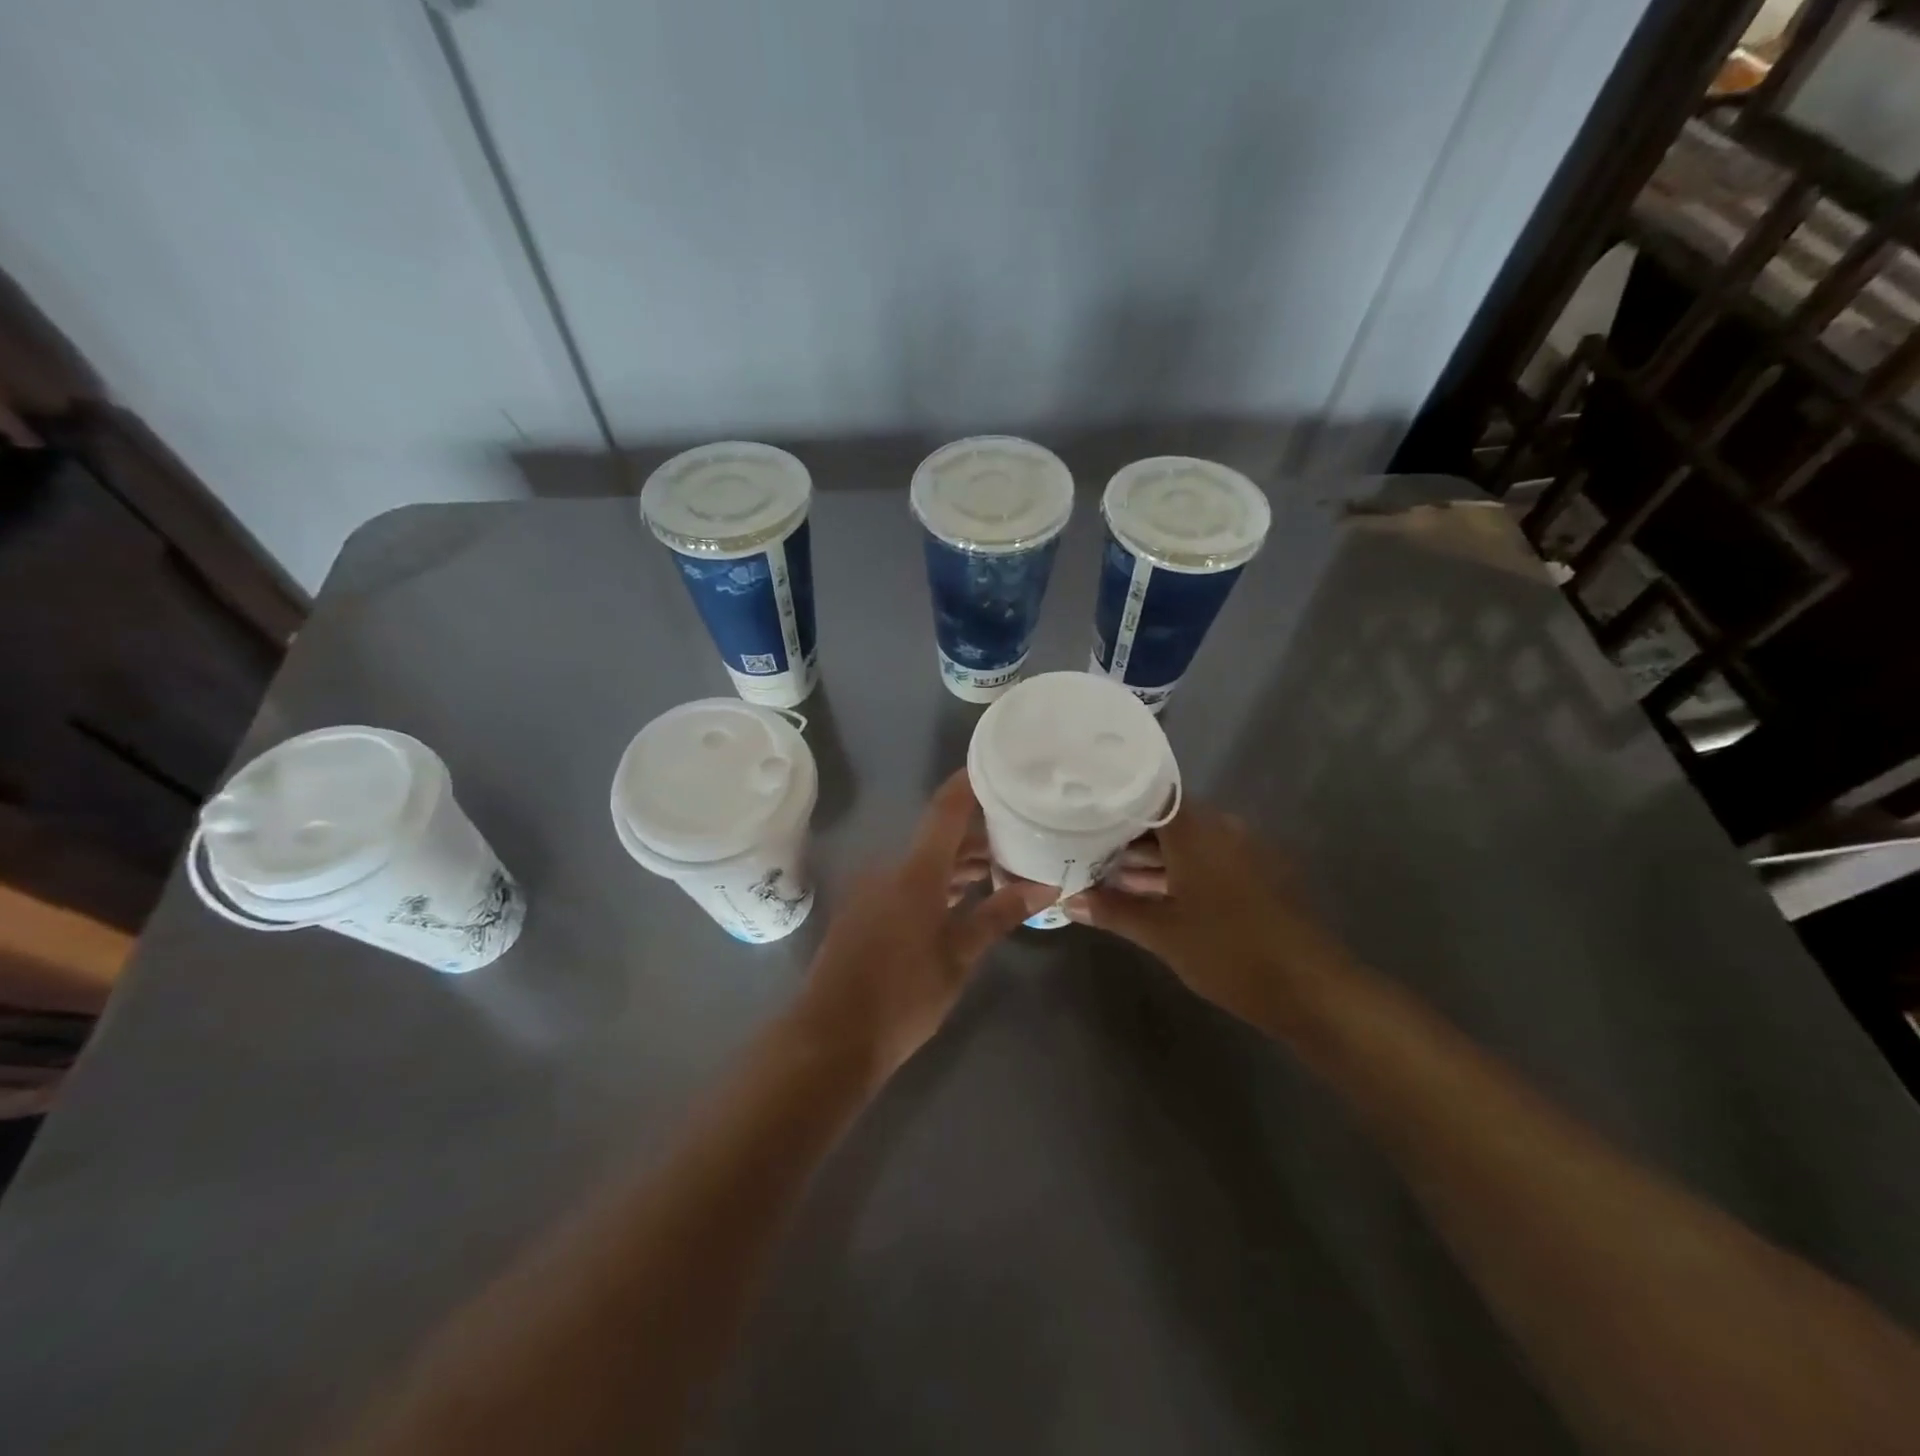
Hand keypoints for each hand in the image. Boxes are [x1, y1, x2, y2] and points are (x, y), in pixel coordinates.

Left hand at [794, 771, 1053, 1082]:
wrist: (832, 1038)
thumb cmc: (903, 995)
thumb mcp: (959, 956)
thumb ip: (999, 914)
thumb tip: (1045, 886)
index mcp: (916, 870)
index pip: (947, 808)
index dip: (971, 782)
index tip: (1002, 766)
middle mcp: (891, 867)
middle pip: (939, 834)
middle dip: (979, 831)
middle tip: (1022, 831)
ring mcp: (873, 888)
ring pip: (925, 860)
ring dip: (959, 860)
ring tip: (1003, 865)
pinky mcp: (865, 910)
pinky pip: (907, 880)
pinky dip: (938, 881)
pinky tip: (965, 896)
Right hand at [1064, 803, 1353, 1031]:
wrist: (1311, 989)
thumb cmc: (1229, 952)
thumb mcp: (1162, 933)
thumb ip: (1114, 910)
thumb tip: (1069, 900)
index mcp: (1197, 830)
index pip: (1148, 792)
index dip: (1114, 798)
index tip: (1082, 805)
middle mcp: (1221, 828)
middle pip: (1165, 817)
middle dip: (1125, 833)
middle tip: (1084, 846)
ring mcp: (1242, 851)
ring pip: (1185, 841)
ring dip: (1149, 856)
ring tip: (1107, 872)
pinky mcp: (1255, 874)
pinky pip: (1205, 859)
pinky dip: (1175, 870)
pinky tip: (1147, 892)